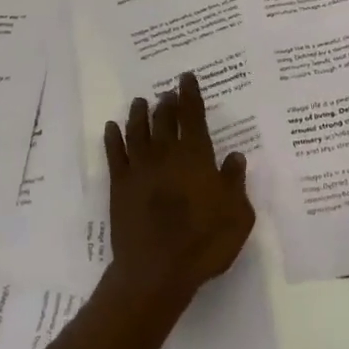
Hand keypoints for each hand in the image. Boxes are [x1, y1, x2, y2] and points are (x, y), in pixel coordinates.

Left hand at [103, 72, 255, 307]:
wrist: (156, 270)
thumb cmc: (204, 243)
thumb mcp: (237, 215)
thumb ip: (235, 182)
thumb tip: (235, 156)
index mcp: (196, 158)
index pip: (193, 117)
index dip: (191, 95)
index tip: (186, 78)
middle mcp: (166, 155)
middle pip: (164, 120)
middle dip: (166, 102)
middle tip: (166, 91)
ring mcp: (139, 169)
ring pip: (137, 131)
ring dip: (138, 114)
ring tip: (139, 101)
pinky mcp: (119, 186)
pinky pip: (114, 154)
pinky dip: (112, 138)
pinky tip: (111, 127)